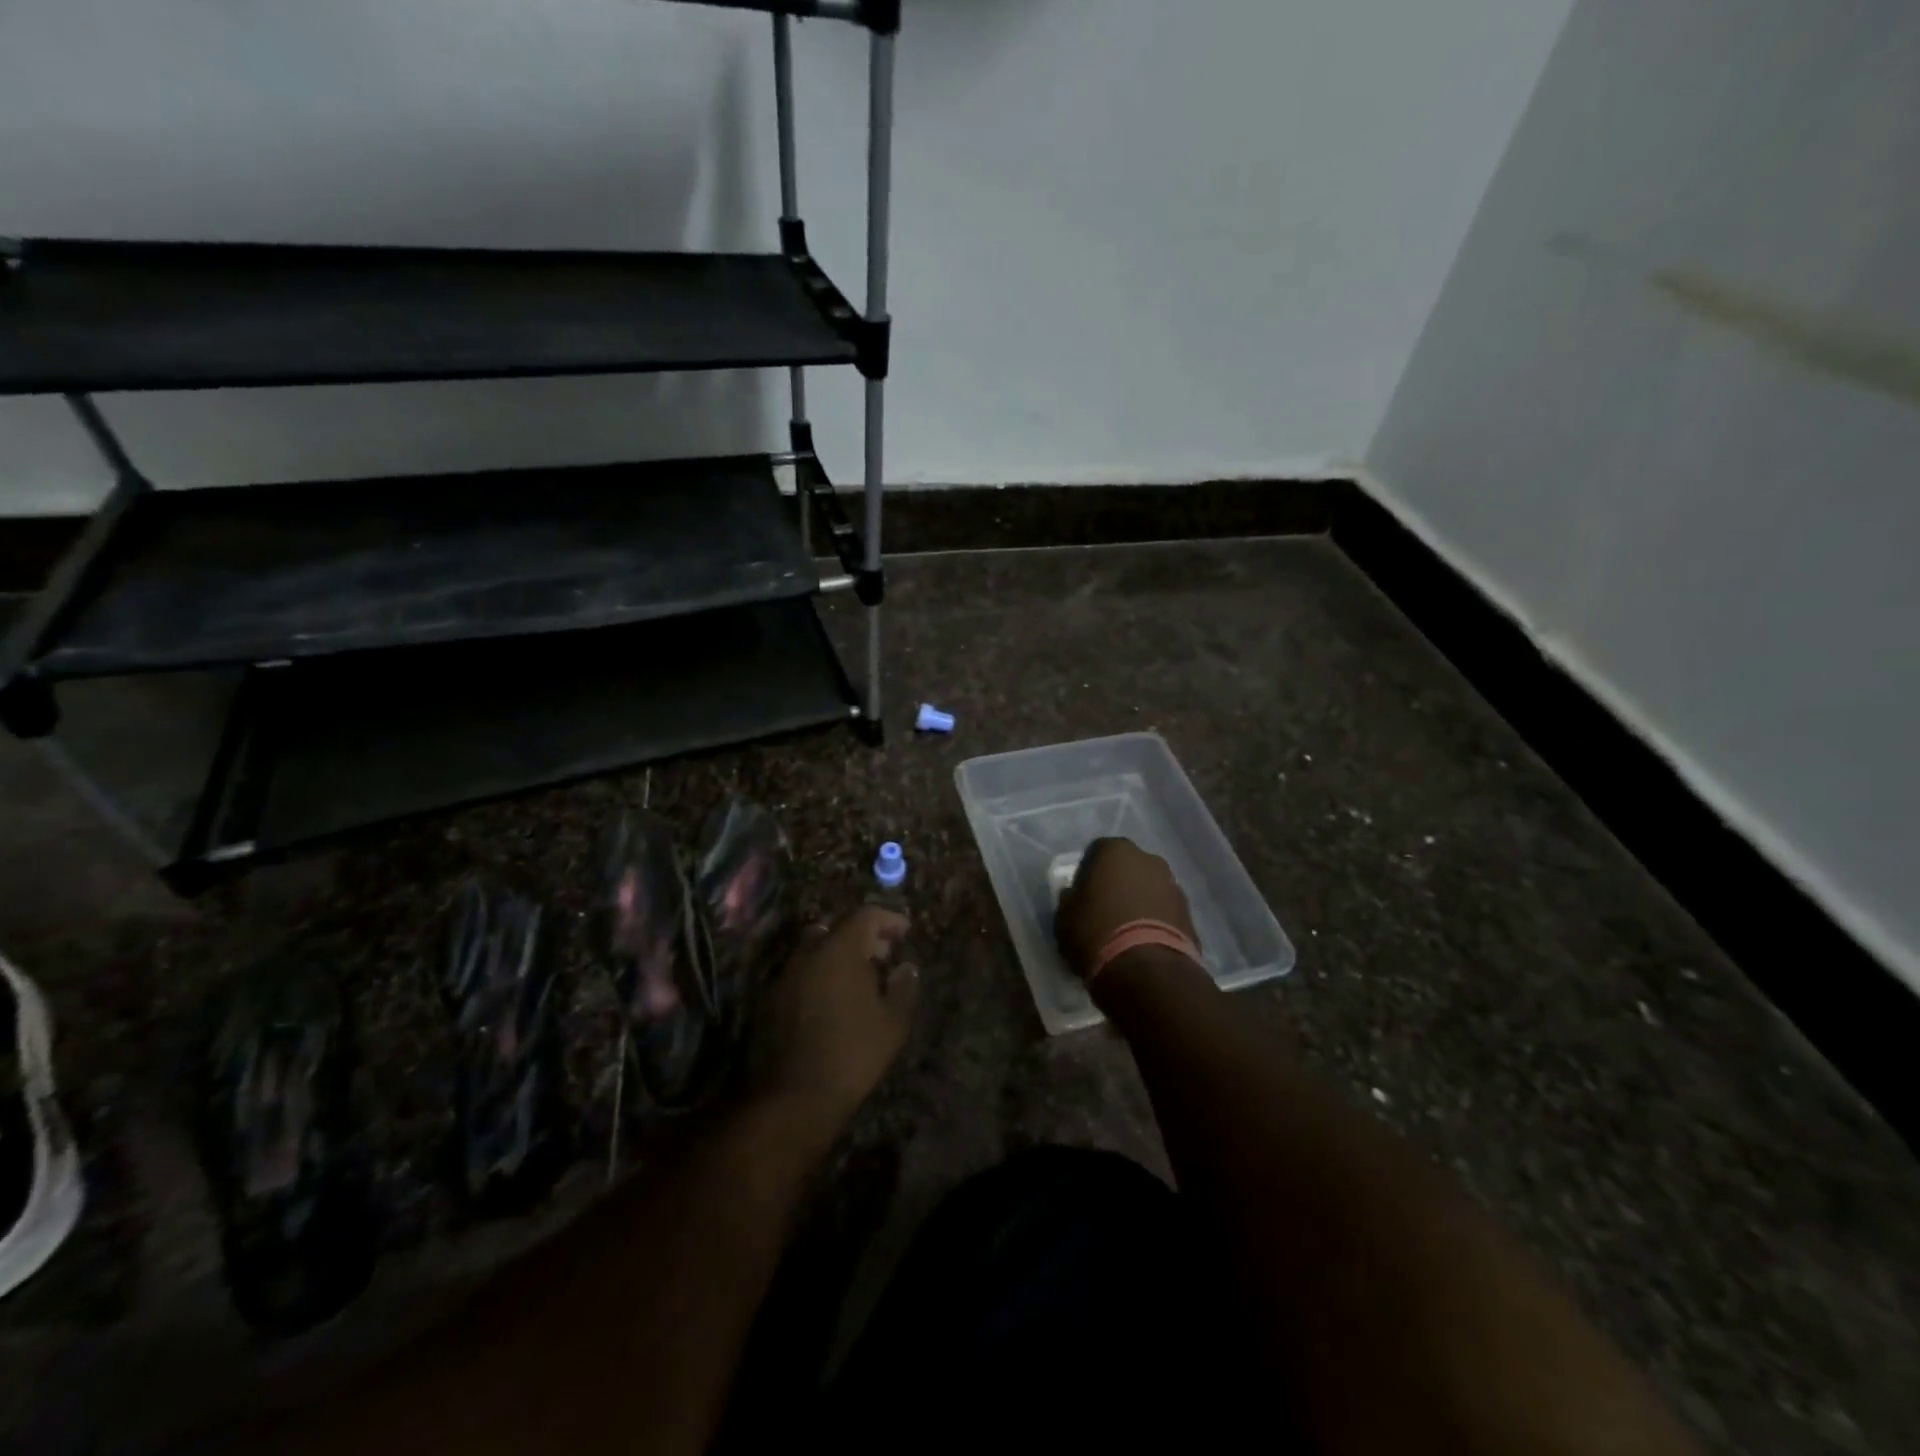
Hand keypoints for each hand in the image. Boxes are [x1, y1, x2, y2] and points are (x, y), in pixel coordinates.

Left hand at [747, 906, 917, 1136]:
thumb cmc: (852, 1053)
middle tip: (883, 955)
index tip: (905, 932)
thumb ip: (904, 987)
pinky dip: (821, 974)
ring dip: (839, 955)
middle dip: (862, 936)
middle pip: (836, 927)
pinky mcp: (772, 999)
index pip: (865, 915)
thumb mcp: (892, 1023)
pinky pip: (802, 972)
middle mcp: (809, 953)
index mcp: (839, 950)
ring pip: (815, 949)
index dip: (888, 919)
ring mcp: (786, 975)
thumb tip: (907, 967)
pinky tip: (835, 1001)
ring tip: (861, 980)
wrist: (793, 1096)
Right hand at [1054, 837, 1197, 980]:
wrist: (1147, 969)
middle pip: (1127, 867)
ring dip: (1139, 902)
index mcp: (1114, 850)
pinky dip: (1155, 920)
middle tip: (1105, 910)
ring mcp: (1172, 884)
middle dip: (1117, 884)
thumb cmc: (1096, 933)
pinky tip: (1144, 943)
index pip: (1096, 852)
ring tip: (1126, 931)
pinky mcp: (1189, 913)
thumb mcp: (1064, 917)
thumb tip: (1075, 896)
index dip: (1087, 874)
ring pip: (1148, 888)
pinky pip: (1164, 910)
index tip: (1082, 896)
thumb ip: (1070, 899)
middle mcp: (1147, 859)